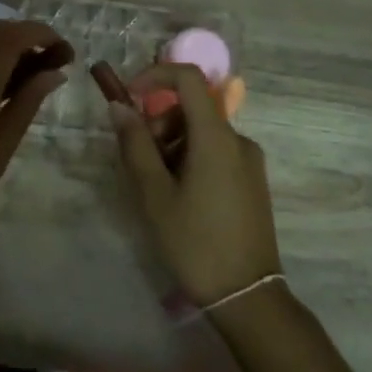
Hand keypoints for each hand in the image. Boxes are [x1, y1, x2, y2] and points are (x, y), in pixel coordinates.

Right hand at [107, 63, 280, 305]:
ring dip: (172, 145)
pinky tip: (181, 198)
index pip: (188, 78)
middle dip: (158, 123)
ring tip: (159, 188)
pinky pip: (216, 151)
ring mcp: (250, 160)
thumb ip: (135, 145)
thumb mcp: (154, 194)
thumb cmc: (195, 242)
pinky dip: (191, 159)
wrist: (247, 296)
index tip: (129, 99)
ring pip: (202, 132)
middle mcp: (238, 139)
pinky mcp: (253, 180)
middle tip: (141, 162)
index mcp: (216, 137)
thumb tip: (119, 107)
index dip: (155, 76)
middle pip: (192, 108)